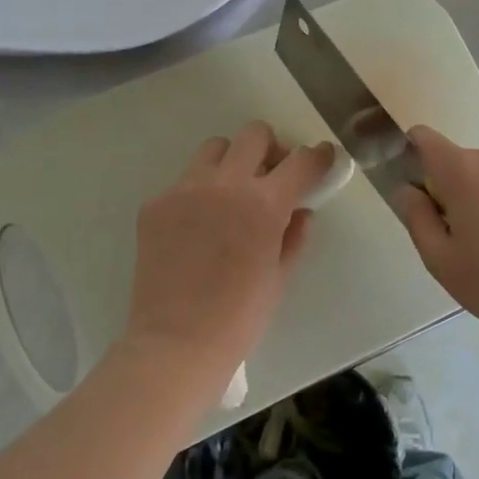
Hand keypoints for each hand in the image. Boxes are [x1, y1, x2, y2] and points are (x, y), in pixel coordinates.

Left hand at [118, 122, 333, 401]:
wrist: (176, 344)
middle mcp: (225, 184)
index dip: (319, 156)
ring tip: (231, 194)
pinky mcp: (155, 204)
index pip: (302, 161)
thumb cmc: (240, 317)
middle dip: (271, 149)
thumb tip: (300, 211)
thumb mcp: (279, 276)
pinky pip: (184, 181)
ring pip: (215, 148)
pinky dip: (199, 192)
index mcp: (264, 203)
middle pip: (255, 134)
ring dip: (232, 162)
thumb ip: (294, 235)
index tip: (322, 159)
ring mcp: (185, 190)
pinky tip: (198, 225)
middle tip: (272, 176)